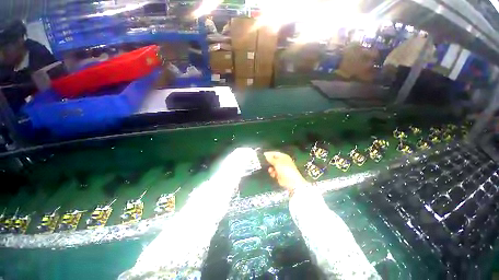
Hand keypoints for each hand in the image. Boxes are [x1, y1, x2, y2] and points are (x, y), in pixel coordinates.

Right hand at [264, 151, 307, 192]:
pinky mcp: (280, 175)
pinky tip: (273, 175)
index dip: (269, 154)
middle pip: (273, 160)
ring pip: (273, 167)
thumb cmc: (285, 169)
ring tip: (270, 170)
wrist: (291, 182)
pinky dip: (273, 173)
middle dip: (269, 162)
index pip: (275, 153)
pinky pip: (274, 172)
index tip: (262, 155)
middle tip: (263, 163)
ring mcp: (281, 169)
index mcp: (284, 157)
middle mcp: (283, 162)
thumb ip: (270, 158)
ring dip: (271, 168)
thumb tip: (265, 154)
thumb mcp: (277, 162)